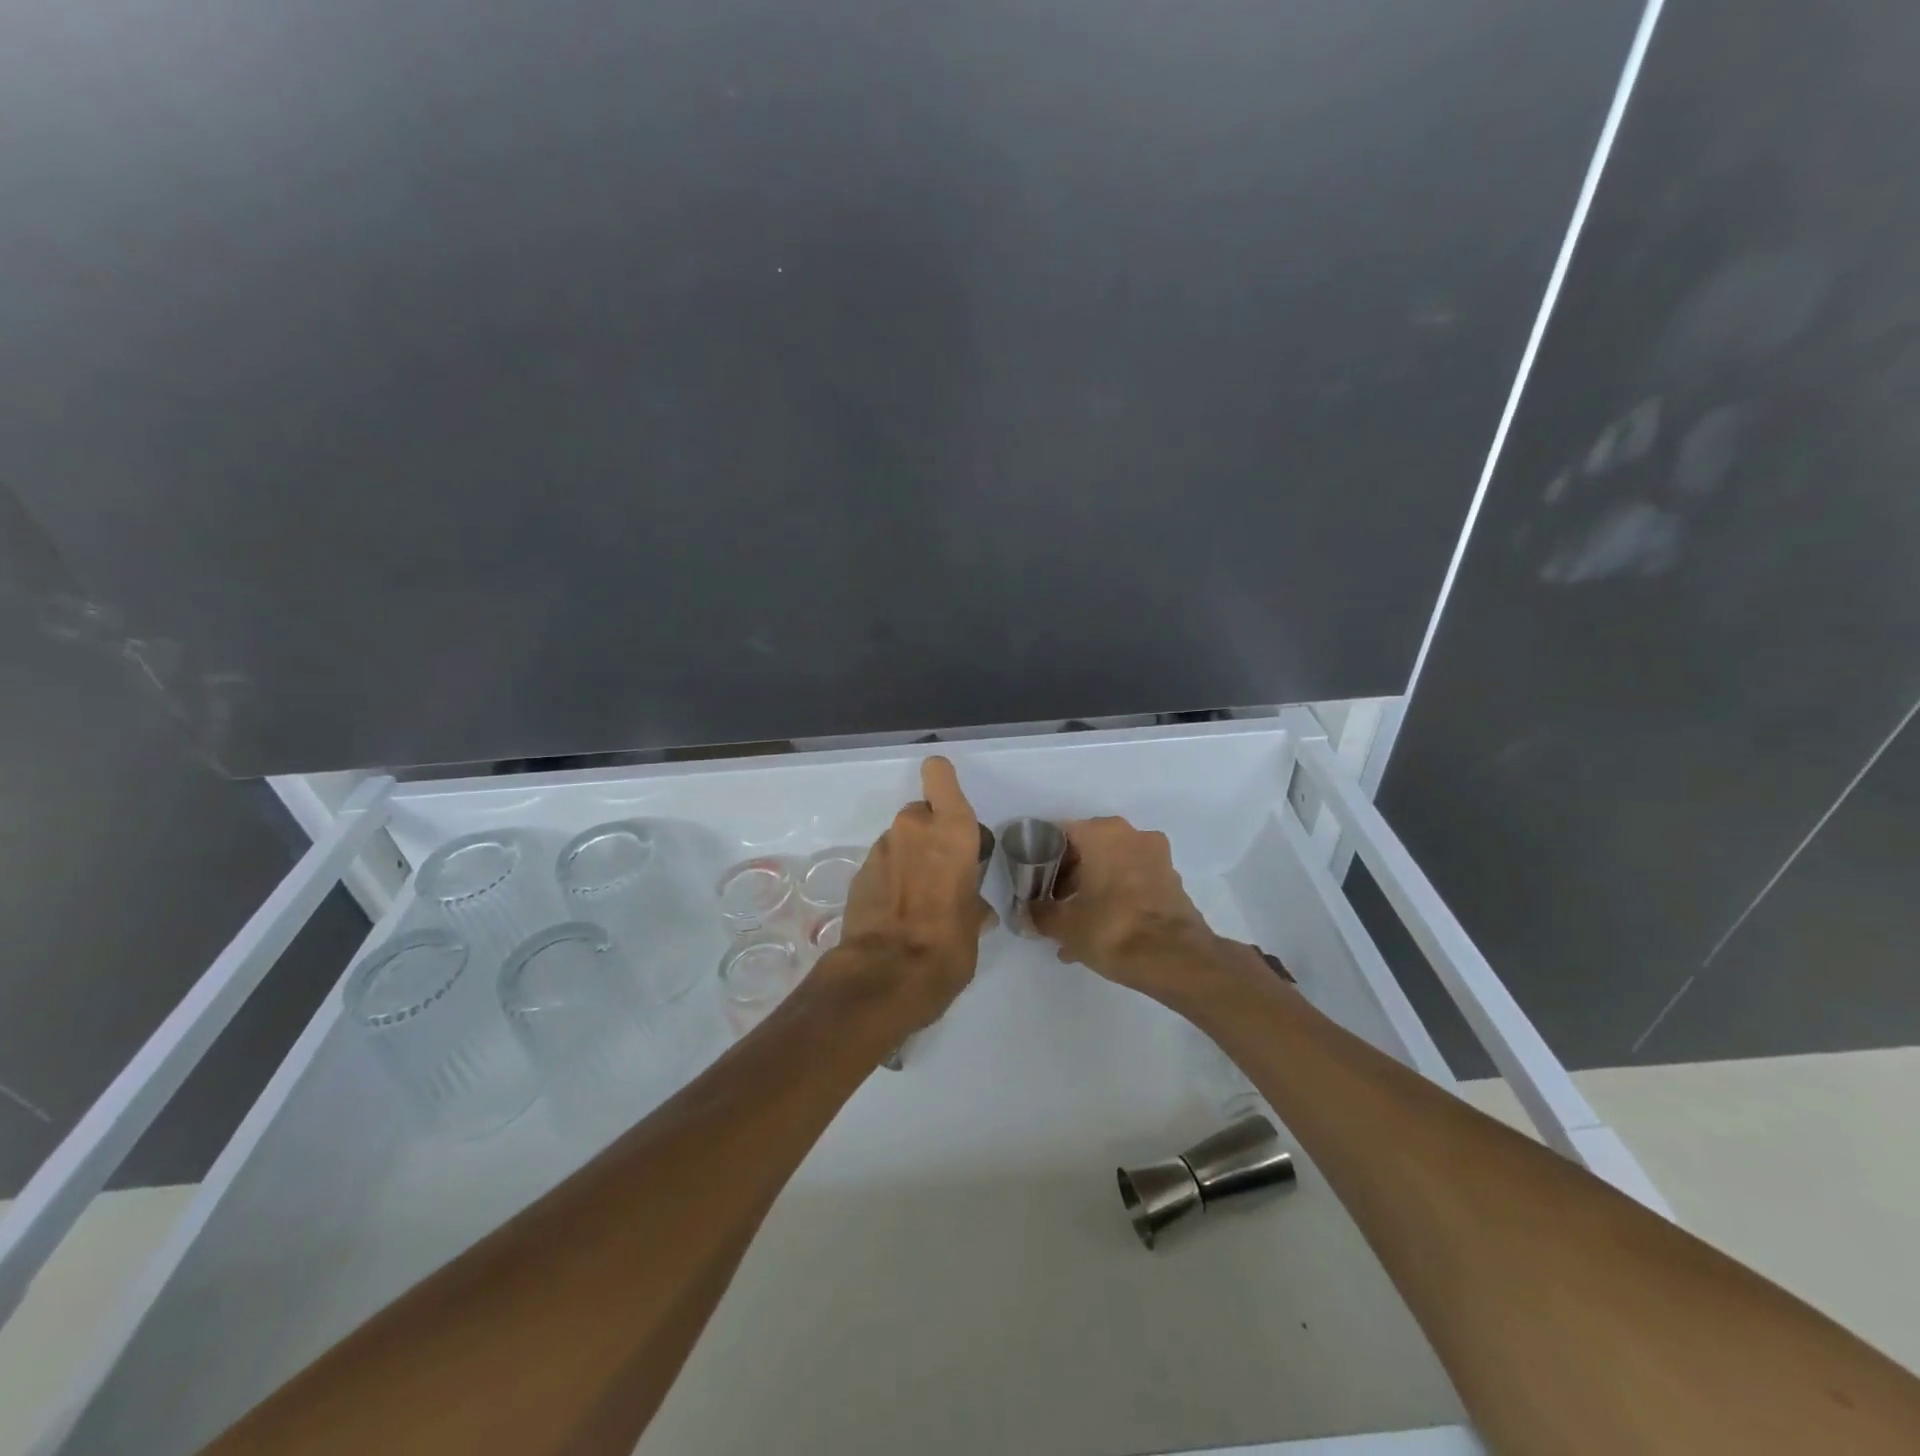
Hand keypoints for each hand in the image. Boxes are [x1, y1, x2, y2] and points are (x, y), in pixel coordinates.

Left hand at [830, 756, 994, 1032]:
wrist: (885, 976)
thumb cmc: (947, 943)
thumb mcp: (974, 923)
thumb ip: (972, 902)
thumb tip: (973, 910)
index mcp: (951, 830)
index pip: (939, 774)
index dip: (943, 782)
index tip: (950, 807)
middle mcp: (913, 829)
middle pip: (921, 813)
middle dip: (929, 835)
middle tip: (940, 872)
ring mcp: (880, 850)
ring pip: (899, 841)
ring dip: (908, 859)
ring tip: (918, 901)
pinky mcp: (857, 875)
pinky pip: (882, 866)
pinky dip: (890, 880)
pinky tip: (896, 914)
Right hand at [1030, 816, 1269, 1007]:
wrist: (1175, 960)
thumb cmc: (1112, 928)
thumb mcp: (1064, 925)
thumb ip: (1039, 914)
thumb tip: (1026, 913)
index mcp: (1103, 833)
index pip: (1061, 834)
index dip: (1043, 858)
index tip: (1034, 883)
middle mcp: (1132, 835)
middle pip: (1089, 850)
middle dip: (1069, 878)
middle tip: (1054, 905)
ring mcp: (1157, 858)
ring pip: (1112, 869)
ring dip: (1093, 892)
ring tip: (1075, 928)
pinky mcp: (1171, 882)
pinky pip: (1133, 885)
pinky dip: (1116, 901)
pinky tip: (1100, 934)